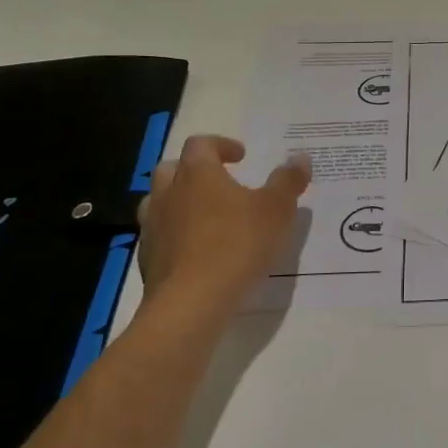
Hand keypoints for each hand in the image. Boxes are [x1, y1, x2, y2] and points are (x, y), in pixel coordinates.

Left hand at [137, 135, 311, 308]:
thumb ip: (288, 181)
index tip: (241, 156)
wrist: (190, 303)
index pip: (201, 143)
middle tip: (220, 182)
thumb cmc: (236, 245)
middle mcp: (168, 193)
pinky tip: (197, 252)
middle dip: (195, 170)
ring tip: (206, 217)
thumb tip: (300, 158)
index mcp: (197, 173)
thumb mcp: (276, 210)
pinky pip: (160, 235)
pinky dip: (176, 235)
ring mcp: (153, 226)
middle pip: (173, 168)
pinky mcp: (147, 259)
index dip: (221, 145)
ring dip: (180, 202)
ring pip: (159, 201)